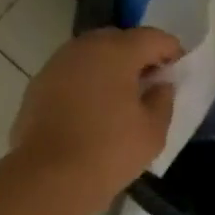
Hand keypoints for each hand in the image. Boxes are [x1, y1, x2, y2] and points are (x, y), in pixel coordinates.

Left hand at [10, 27, 182, 211]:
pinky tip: (90, 110)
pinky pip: (71, 73)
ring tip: (119, 98)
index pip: (153, 37)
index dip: (171, 51)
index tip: (177, 73)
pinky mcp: (38, 84)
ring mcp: (56, 64)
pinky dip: (85, 83)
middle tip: (149, 84)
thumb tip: (159, 84)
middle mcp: (84, 47)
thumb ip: (163, 99)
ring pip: (91, 55)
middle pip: (119, 40)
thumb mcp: (153, 131)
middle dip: (138, 56)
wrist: (48, 177)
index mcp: (116, 51)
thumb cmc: (108, 151)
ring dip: (108, 68)